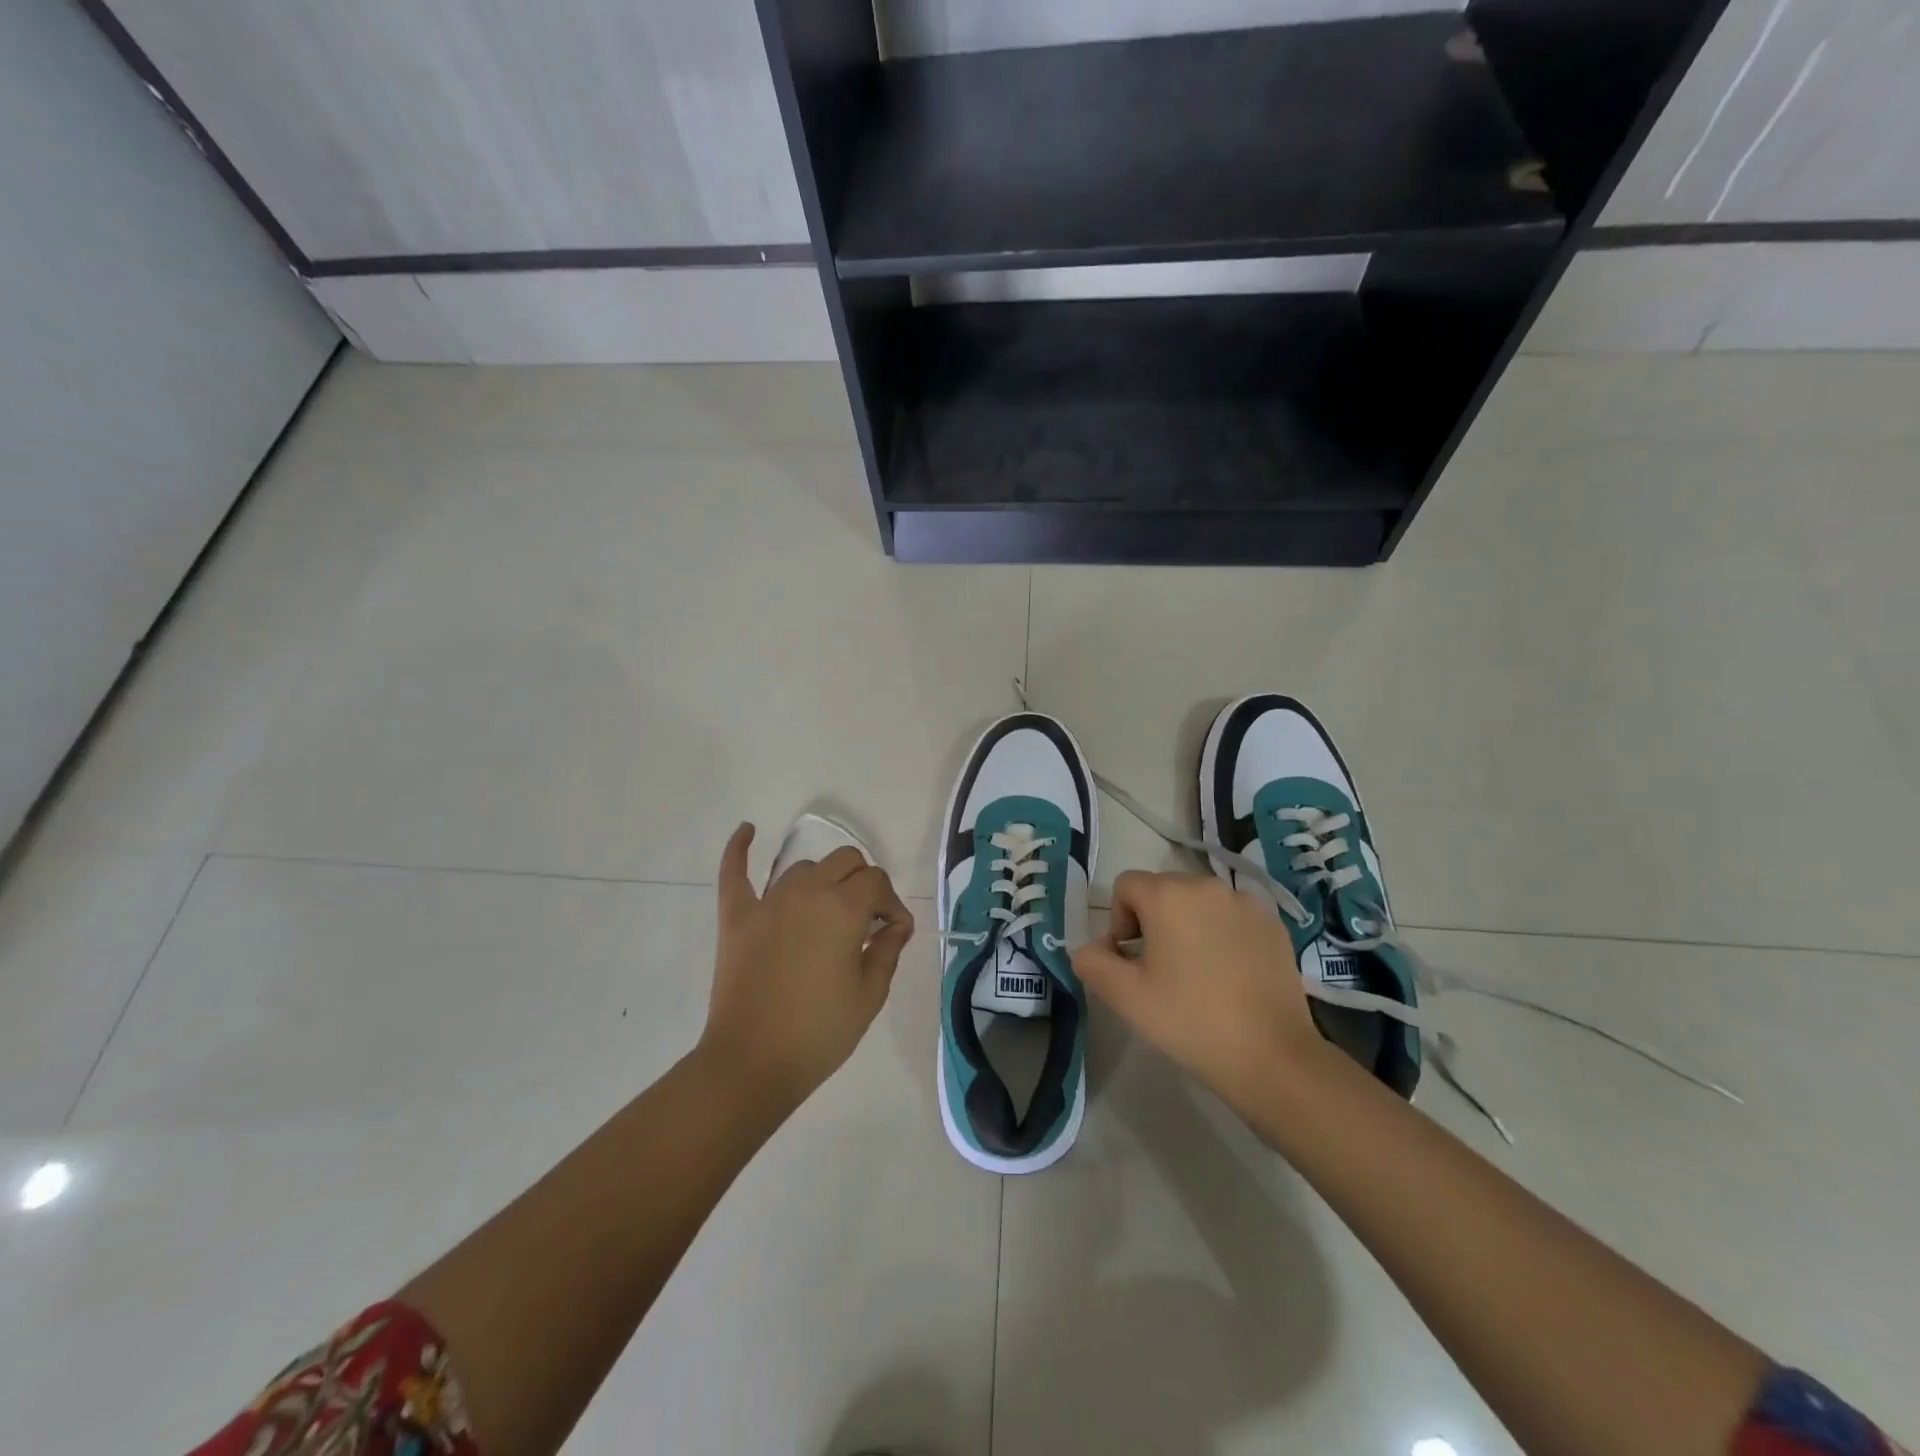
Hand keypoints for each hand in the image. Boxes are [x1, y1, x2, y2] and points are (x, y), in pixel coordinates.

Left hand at [700, 823, 914, 1108]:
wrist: (751, 1063)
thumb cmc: (819, 1033)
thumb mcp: (869, 995)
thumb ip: (887, 950)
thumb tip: (894, 925)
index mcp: (843, 908)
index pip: (877, 882)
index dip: (891, 905)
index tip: (893, 934)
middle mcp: (807, 891)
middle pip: (845, 861)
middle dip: (864, 883)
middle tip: (865, 922)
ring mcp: (767, 901)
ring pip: (804, 868)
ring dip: (824, 881)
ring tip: (828, 912)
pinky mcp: (737, 917)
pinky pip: (735, 872)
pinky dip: (739, 848)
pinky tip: (747, 829)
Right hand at [1073, 871, 1322, 1111]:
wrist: (1272, 1056)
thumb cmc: (1190, 1021)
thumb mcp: (1125, 997)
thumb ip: (1092, 963)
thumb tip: (1088, 950)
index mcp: (1169, 895)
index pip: (1126, 886)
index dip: (1118, 921)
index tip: (1131, 962)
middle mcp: (1208, 886)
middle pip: (1163, 890)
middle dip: (1152, 921)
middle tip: (1159, 970)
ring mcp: (1246, 903)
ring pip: (1198, 902)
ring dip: (1187, 925)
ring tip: (1196, 973)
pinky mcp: (1273, 923)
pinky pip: (1231, 916)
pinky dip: (1221, 934)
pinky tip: (1228, 975)